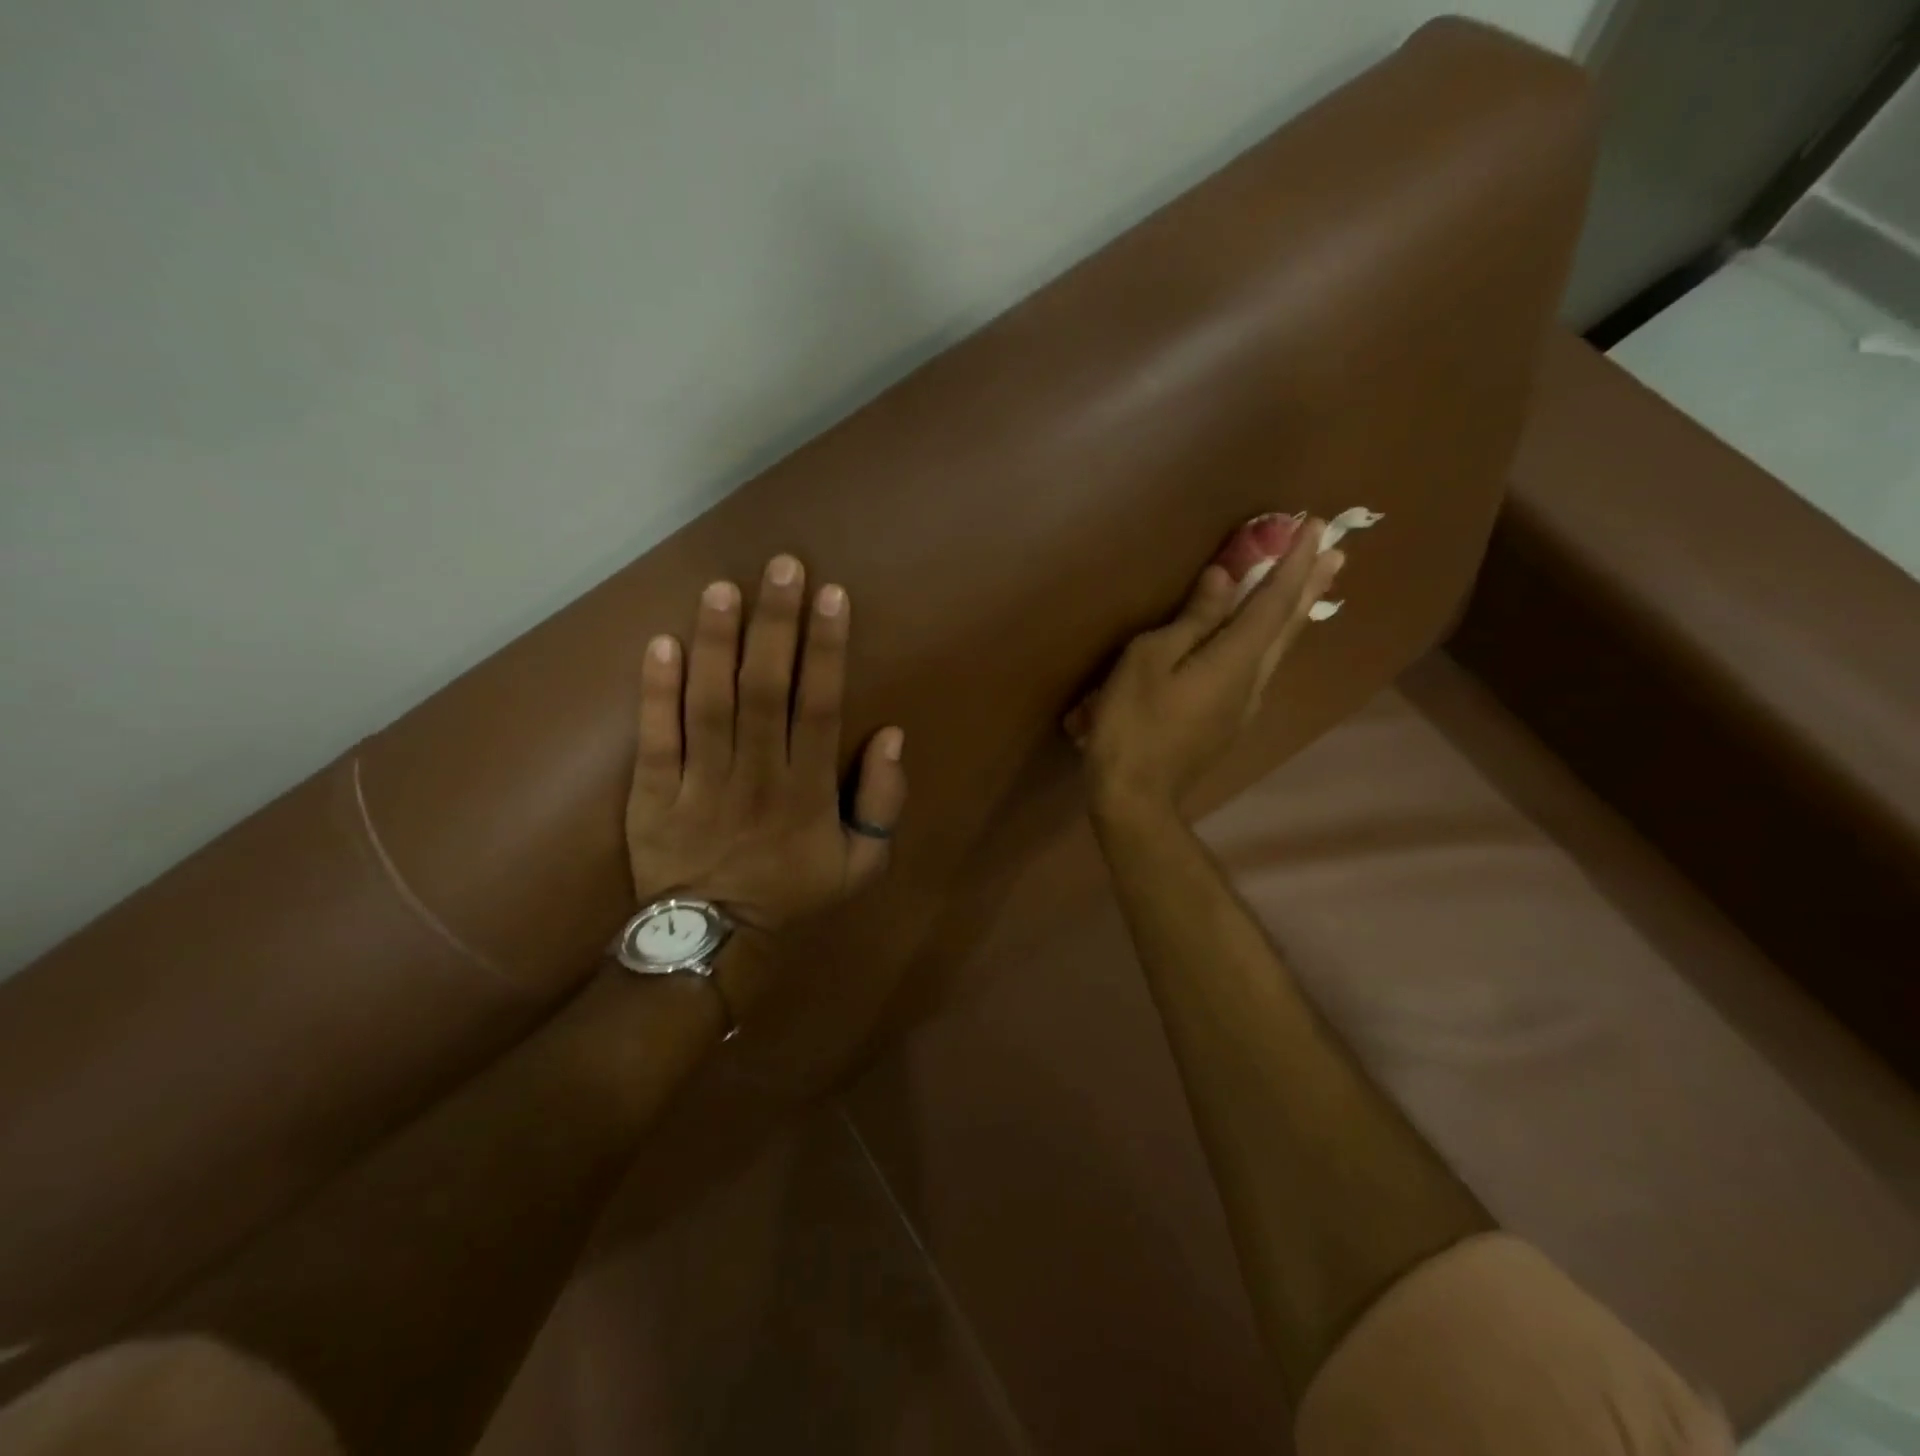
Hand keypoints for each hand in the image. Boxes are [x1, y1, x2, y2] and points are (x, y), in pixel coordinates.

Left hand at [625, 554, 906, 933]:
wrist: (714, 941)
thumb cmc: (793, 895)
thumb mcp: (861, 865)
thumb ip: (883, 803)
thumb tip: (892, 736)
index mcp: (809, 791)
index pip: (821, 707)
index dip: (827, 649)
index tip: (831, 597)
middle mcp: (758, 776)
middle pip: (766, 690)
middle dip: (776, 625)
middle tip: (781, 565)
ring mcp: (701, 783)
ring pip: (710, 704)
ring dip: (717, 643)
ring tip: (722, 588)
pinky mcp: (654, 794)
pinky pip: (656, 738)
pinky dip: (656, 692)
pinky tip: (662, 643)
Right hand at [1071, 517, 1342, 818]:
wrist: (1135, 796)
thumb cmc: (1133, 722)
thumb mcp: (1150, 660)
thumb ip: (1192, 621)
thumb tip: (1225, 580)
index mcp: (1234, 660)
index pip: (1273, 601)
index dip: (1293, 563)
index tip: (1315, 526)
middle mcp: (1253, 681)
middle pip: (1287, 626)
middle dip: (1310, 586)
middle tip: (1336, 552)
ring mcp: (1243, 706)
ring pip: (1278, 650)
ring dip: (1296, 613)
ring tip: (1313, 586)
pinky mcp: (1229, 723)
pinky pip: (1260, 669)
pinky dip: (1272, 640)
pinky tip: (1266, 640)